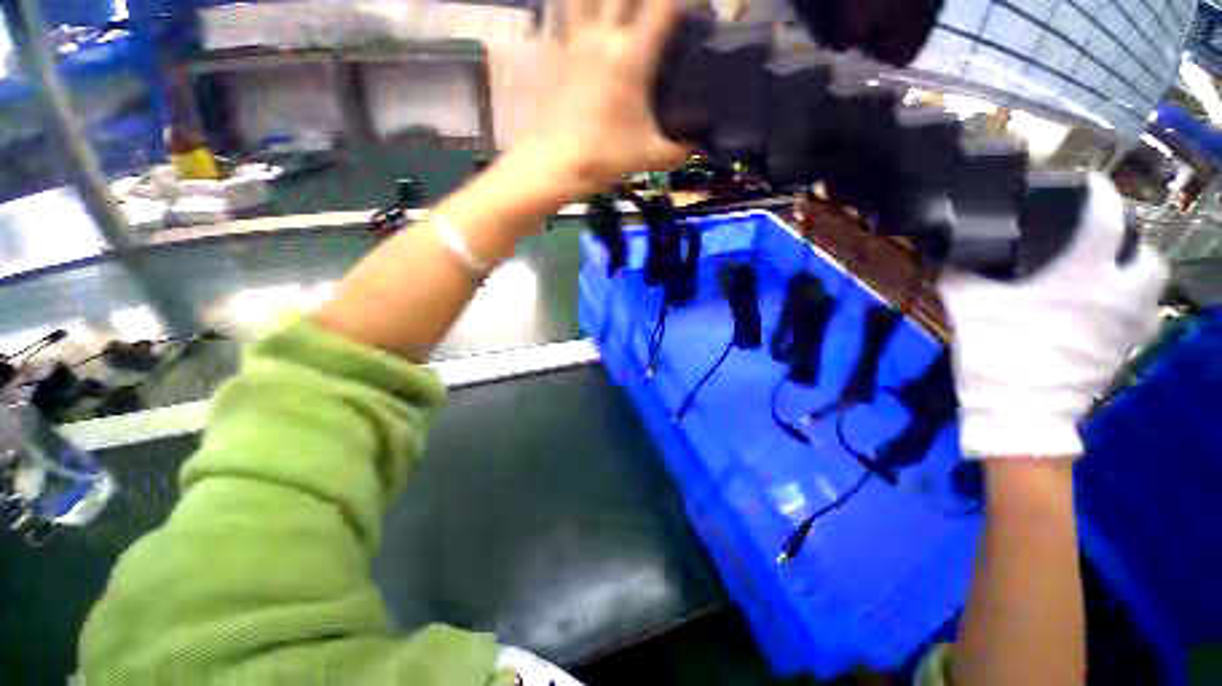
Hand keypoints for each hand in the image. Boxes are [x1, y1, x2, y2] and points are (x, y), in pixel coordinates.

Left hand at [515, 0, 687, 196]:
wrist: (557, 164)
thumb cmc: (604, 157)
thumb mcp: (648, 156)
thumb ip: (678, 149)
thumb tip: (696, 146)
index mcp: (632, 57)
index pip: (662, 6)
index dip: (678, 2)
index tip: (683, 11)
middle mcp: (604, 38)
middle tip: (649, 13)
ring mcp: (576, 41)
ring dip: (602, 1)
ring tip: (615, 14)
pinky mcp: (557, 53)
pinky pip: (565, 17)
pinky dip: (577, 14)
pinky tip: (587, 26)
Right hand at [938, 174, 1166, 457]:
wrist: (1020, 410)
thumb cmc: (997, 353)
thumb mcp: (967, 307)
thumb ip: (962, 273)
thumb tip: (953, 252)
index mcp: (1081, 272)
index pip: (1105, 215)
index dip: (1098, 192)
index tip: (1085, 185)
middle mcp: (1118, 290)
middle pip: (1143, 249)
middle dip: (1126, 237)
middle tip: (1098, 238)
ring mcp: (1130, 322)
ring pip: (1152, 282)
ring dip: (1134, 270)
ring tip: (1107, 272)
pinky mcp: (1128, 347)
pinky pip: (1144, 316)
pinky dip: (1131, 305)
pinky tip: (1106, 311)